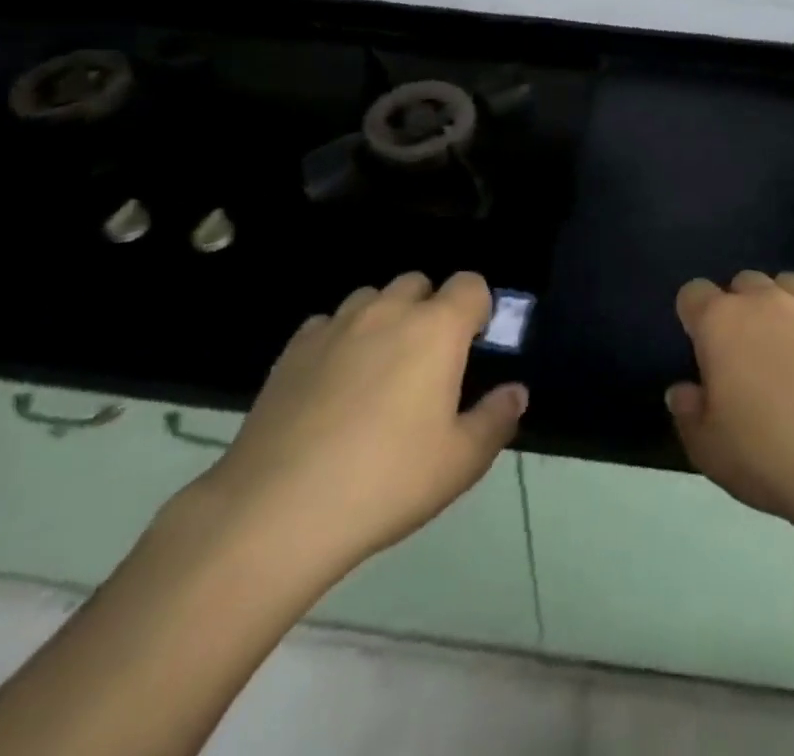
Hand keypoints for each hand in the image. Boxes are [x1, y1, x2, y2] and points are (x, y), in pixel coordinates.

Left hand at [193, 271, 525, 587]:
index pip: (470, 284)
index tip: (473, 347)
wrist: (277, 510)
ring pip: (371, 298)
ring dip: (385, 319)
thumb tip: (516, 391)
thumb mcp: (460, 462)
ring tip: (378, 371)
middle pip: (418, 283)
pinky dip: (340, 339)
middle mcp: (388, 311)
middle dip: (430, 309)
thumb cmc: (385, 482)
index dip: (478, 308)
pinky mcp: (294, 348)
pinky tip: (333, 385)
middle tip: (427, 363)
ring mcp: (336, 325)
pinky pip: (329, 323)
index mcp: (437, 329)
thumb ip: (496, 418)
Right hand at [667, 271, 793, 550]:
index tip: (701, 349)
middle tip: (746, 354)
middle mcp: (764, 300)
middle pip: (742, 283)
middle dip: (739, 308)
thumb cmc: (771, 456)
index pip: (693, 293)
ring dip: (780, 307)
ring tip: (788, 348)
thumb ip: (688, 413)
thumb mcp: (709, 449)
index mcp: (720, 322)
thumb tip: (683, 391)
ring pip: (786, 285)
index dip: (693, 316)